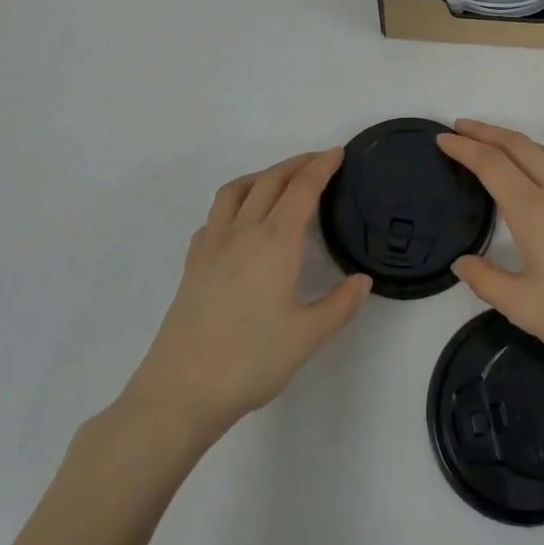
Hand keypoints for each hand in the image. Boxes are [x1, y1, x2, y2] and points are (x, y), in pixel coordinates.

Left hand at [113, 150, 369, 443]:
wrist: (180, 391)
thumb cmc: (250, 361)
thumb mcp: (308, 337)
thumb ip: (340, 305)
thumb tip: (363, 280)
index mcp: (275, 243)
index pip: (302, 189)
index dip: (322, 166)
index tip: (338, 152)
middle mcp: (242, 233)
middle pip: (270, 181)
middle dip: (297, 164)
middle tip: (319, 161)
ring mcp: (212, 246)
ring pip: (236, 190)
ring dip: (262, 175)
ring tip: (279, 180)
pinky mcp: (193, 264)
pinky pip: (215, 216)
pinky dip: (234, 203)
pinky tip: (241, 223)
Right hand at [439, 120, 543, 385]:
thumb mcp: (524, 308)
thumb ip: (487, 281)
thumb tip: (461, 262)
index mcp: (534, 211)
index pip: (492, 165)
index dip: (465, 148)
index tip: (442, 139)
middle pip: (519, 146)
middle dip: (487, 131)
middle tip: (460, 127)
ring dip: (513, 140)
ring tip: (491, 143)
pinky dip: (537, 157)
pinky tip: (535, 175)